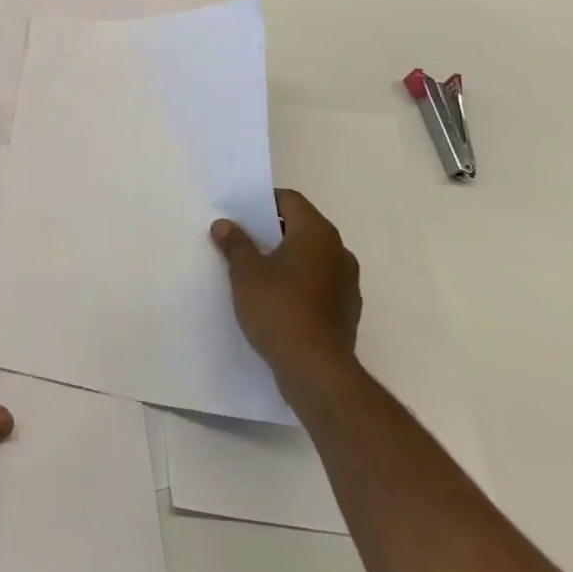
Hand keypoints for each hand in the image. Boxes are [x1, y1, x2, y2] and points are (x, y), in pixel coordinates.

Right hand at [212, 188, 361, 398]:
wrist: (316, 370)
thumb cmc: (279, 307)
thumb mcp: (245, 271)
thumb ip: (235, 244)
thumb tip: (224, 225)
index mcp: (317, 233)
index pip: (291, 200)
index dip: (264, 201)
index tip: (241, 212)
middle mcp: (339, 252)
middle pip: (303, 227)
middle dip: (274, 230)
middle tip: (243, 239)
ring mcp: (347, 284)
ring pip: (312, 257)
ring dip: (288, 258)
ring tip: (257, 270)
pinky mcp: (347, 312)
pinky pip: (319, 283)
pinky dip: (300, 283)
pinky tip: (277, 299)